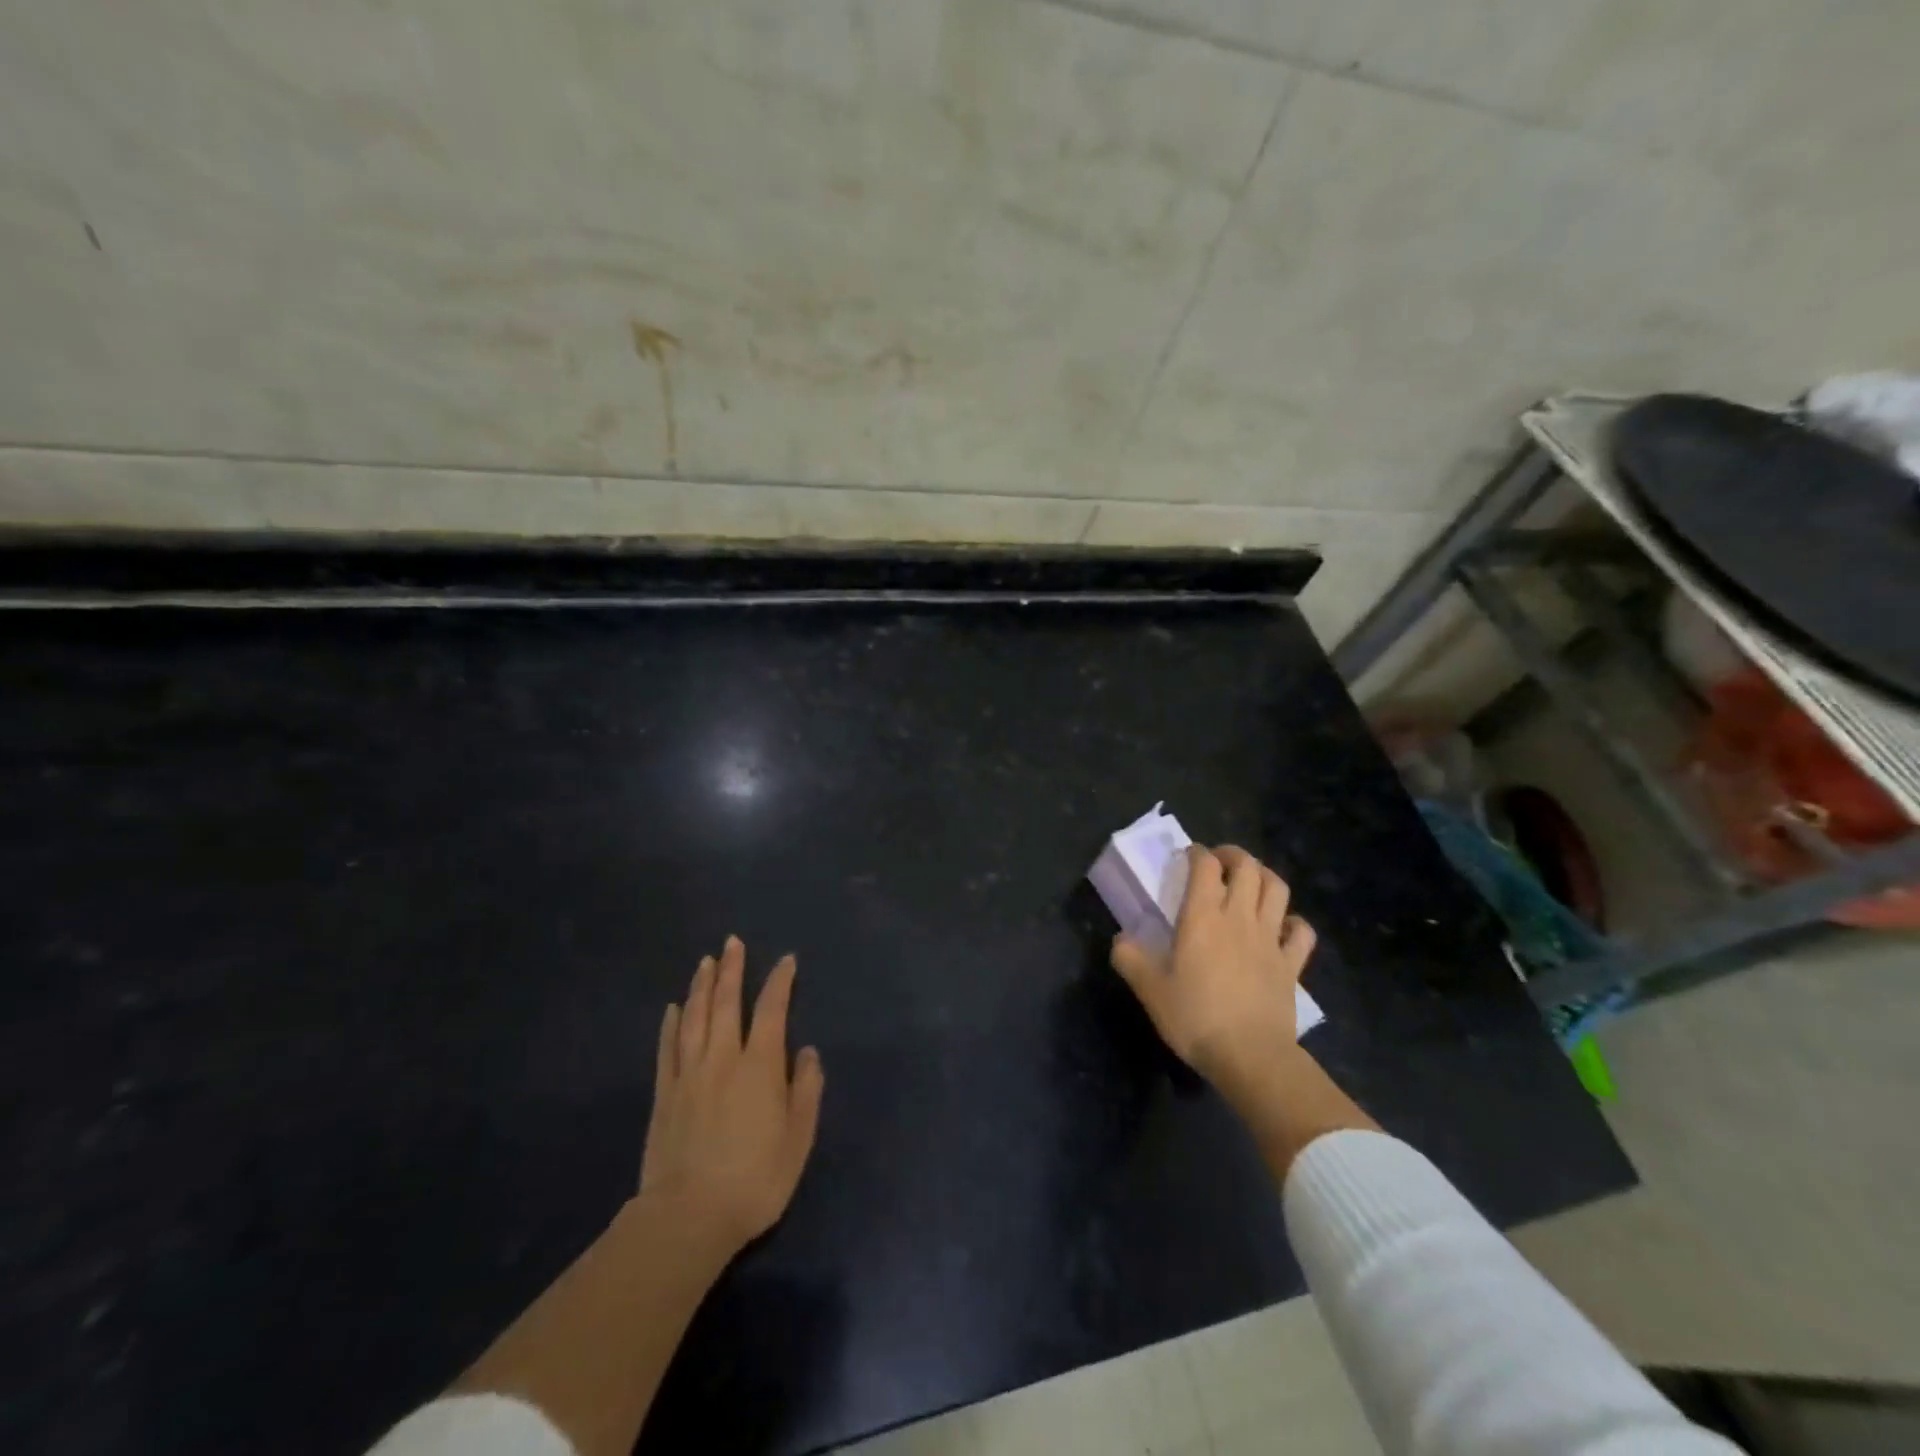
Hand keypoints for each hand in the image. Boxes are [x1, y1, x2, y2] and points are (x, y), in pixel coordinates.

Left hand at [638, 936, 824, 1254]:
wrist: (688, 1217)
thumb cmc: (754, 1180)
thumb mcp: (798, 1139)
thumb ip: (806, 1090)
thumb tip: (807, 1052)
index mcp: (760, 1065)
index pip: (772, 1010)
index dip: (780, 982)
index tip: (786, 961)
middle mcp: (724, 1058)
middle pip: (727, 1003)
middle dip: (732, 970)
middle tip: (732, 942)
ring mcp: (689, 1073)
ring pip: (695, 1017)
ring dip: (702, 986)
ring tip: (706, 962)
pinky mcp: (664, 1094)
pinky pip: (668, 1048)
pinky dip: (672, 1023)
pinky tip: (674, 1007)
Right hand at [1111, 845, 1316, 1098]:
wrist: (1250, 1056)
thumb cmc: (1195, 1017)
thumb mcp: (1149, 989)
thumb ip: (1130, 958)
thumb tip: (1121, 939)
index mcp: (1202, 917)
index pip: (1205, 865)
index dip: (1197, 853)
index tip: (1188, 856)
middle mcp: (1238, 917)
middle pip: (1247, 867)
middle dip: (1233, 855)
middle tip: (1219, 862)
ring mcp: (1270, 939)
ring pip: (1277, 889)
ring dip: (1265, 876)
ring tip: (1251, 882)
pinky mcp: (1292, 964)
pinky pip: (1301, 931)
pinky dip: (1294, 922)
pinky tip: (1283, 926)